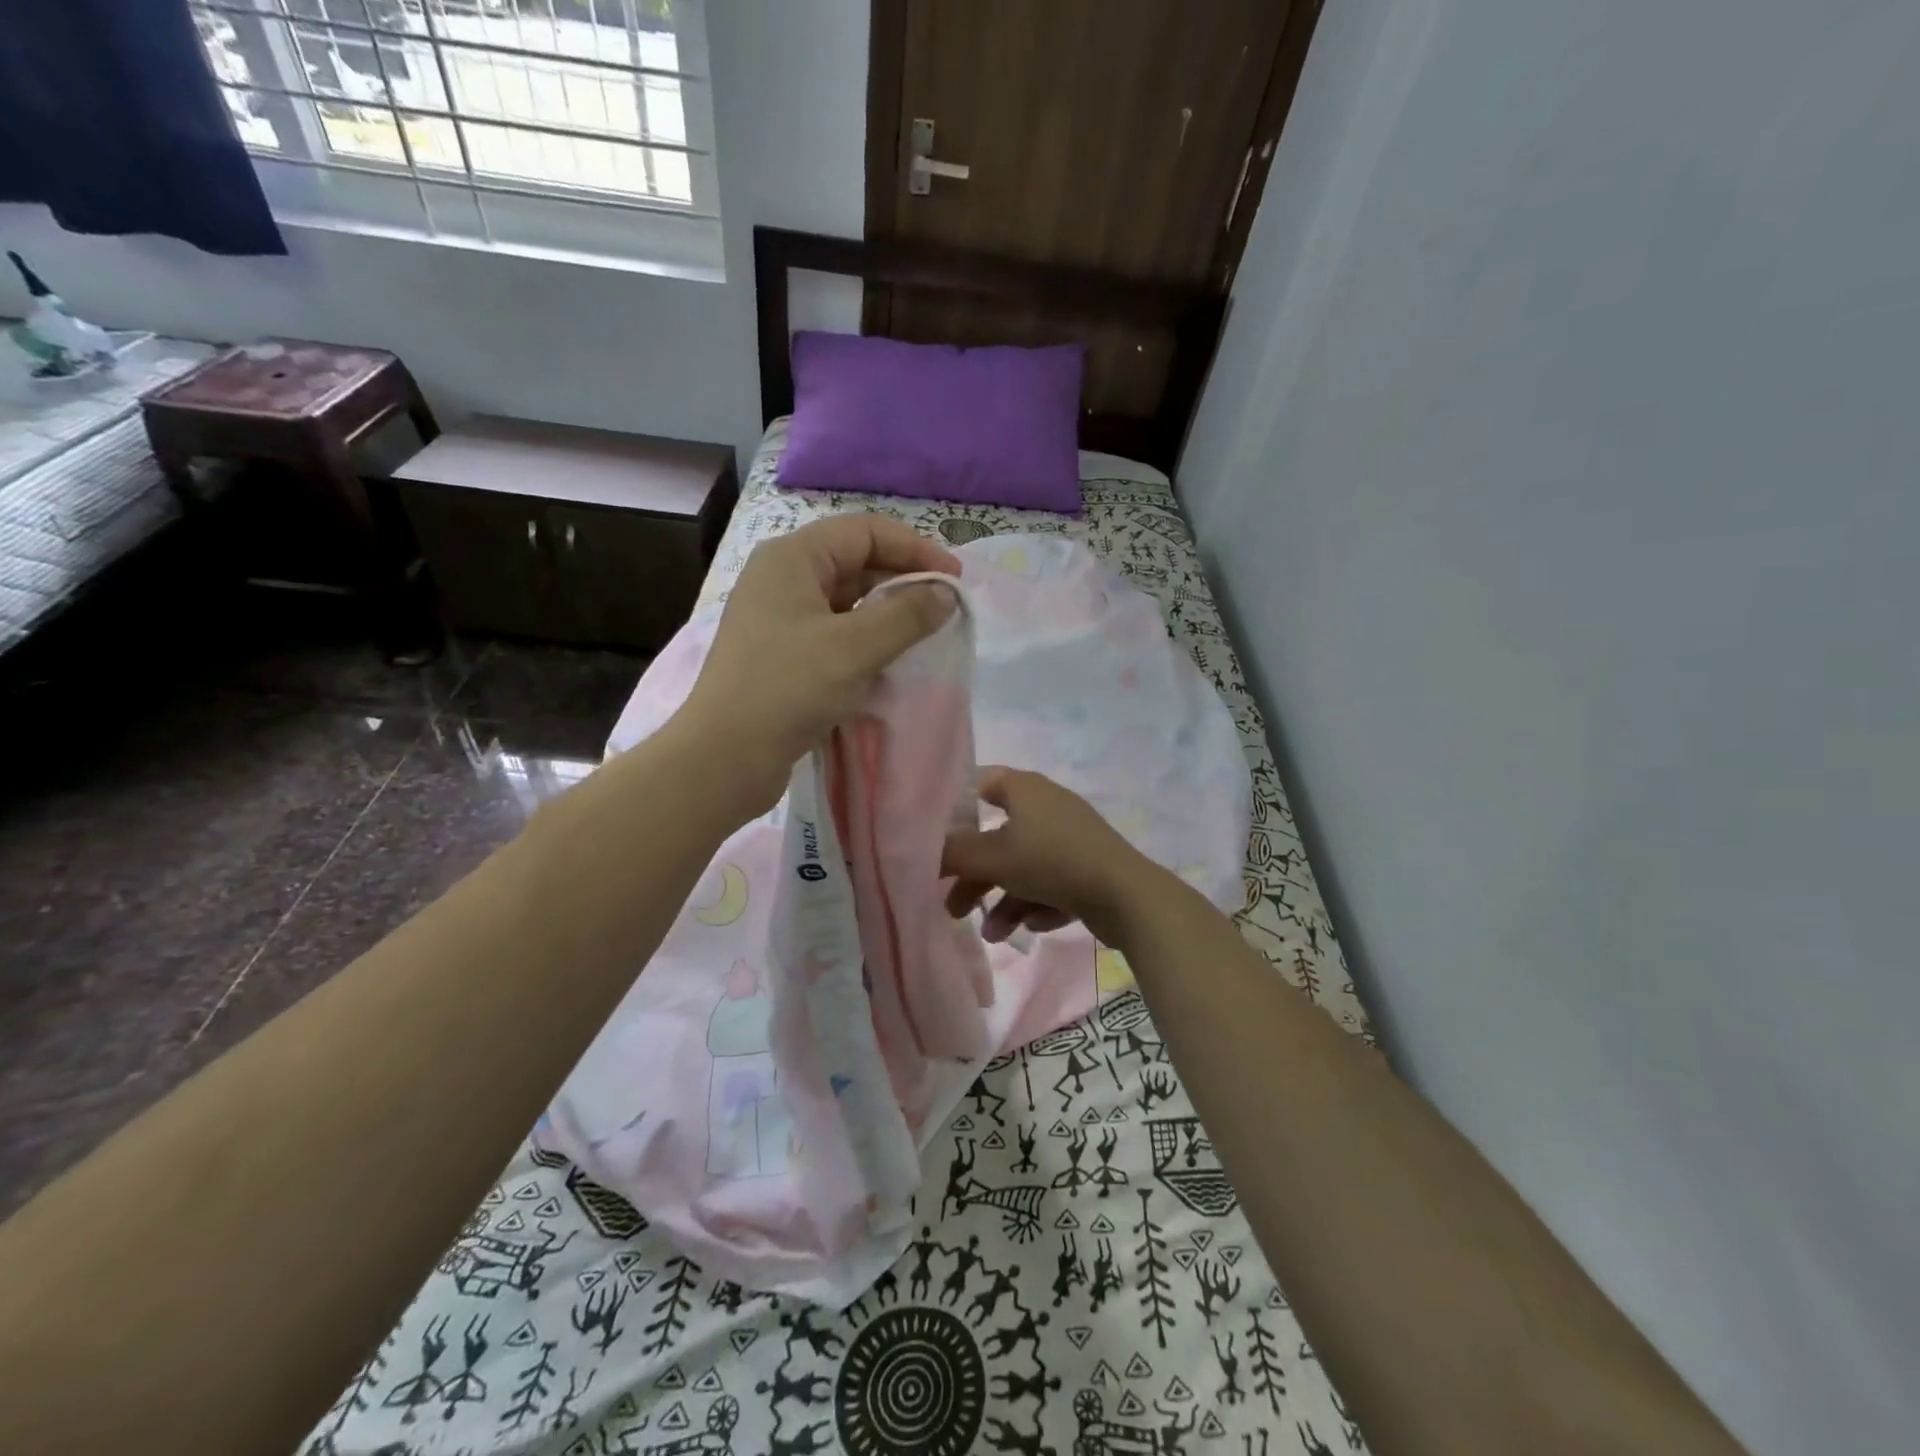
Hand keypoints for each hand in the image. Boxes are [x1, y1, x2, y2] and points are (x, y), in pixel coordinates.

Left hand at [674, 513, 960, 815]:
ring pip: (847, 600)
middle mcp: (783, 578)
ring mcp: (780, 618)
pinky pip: (835, 632)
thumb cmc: (788, 689)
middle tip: (945, 609)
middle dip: (903, 580)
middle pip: (856, 562)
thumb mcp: (855, 647)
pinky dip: (866, 639)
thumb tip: (945, 595)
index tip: (954, 581)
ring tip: (925, 635)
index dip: (915, 548)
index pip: (865, 532)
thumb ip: (907, 615)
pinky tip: (890, 661)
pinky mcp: (783, 654)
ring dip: (887, 612)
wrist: (724, 758)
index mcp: (793, 558)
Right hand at [942, 767, 1155, 945]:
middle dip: (974, 876)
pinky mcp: (1088, 868)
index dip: (953, 807)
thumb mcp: (993, 857)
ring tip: (994, 935)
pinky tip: (1035, 926)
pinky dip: (1037, 904)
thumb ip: (952, 853)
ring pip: (1023, 867)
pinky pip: (1051, 883)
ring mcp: (1070, 838)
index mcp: (1025, 789)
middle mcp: (1047, 807)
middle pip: (997, 837)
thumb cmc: (1052, 861)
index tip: (931, 836)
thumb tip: (920, 850)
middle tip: (953, 908)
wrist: (1127, 897)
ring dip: (1004, 901)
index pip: (980, 782)